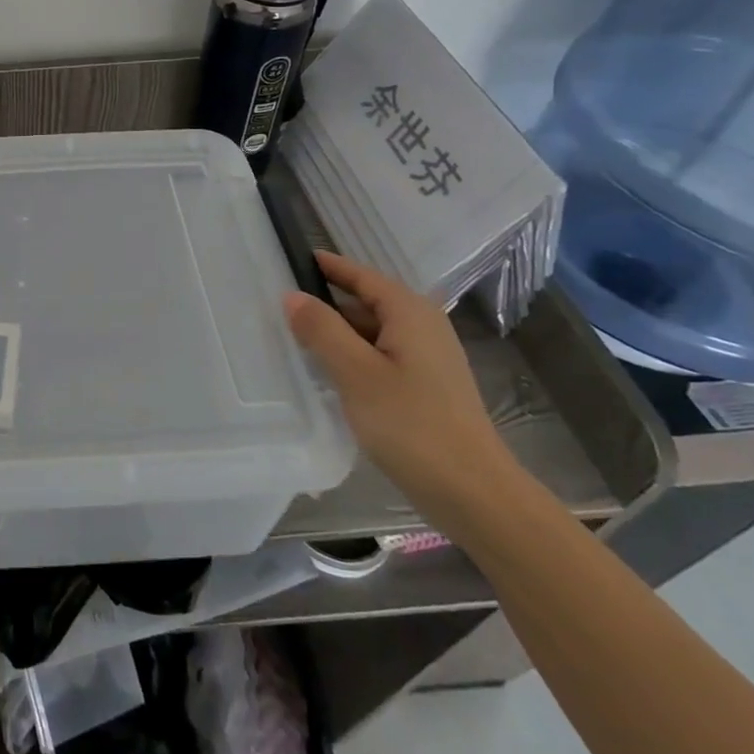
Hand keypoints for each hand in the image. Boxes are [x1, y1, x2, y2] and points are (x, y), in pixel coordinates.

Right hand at [285, 250, 520, 533]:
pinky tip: (327, 374)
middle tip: (278, 304)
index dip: (325, 265)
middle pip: (365, 300)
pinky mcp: (426, 387)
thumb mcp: (356, 373)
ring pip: (370, 331)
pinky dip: (352, 356)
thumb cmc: (413, 426)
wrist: (476, 497)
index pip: (359, 274)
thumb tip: (292, 295)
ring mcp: (427, 358)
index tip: (288, 257)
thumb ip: (322, 329)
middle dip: (325, 301)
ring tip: (292, 337)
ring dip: (336, 333)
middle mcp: (423, 326)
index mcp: (410, 312)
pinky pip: (379, 356)